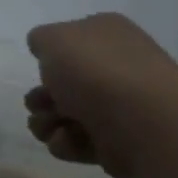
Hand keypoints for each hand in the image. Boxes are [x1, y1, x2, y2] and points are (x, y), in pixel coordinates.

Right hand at [24, 13, 177, 177]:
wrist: (139, 120)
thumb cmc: (95, 71)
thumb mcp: (55, 39)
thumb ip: (42, 39)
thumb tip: (46, 49)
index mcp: (106, 35)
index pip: (71, 43)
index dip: (50, 58)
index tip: (42, 68)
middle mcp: (114, 67)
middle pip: (63, 85)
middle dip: (41, 98)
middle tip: (38, 104)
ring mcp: (117, 106)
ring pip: (65, 116)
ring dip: (46, 122)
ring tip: (50, 127)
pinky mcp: (115, 141)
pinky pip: (78, 142)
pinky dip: (67, 143)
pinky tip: (69, 139)